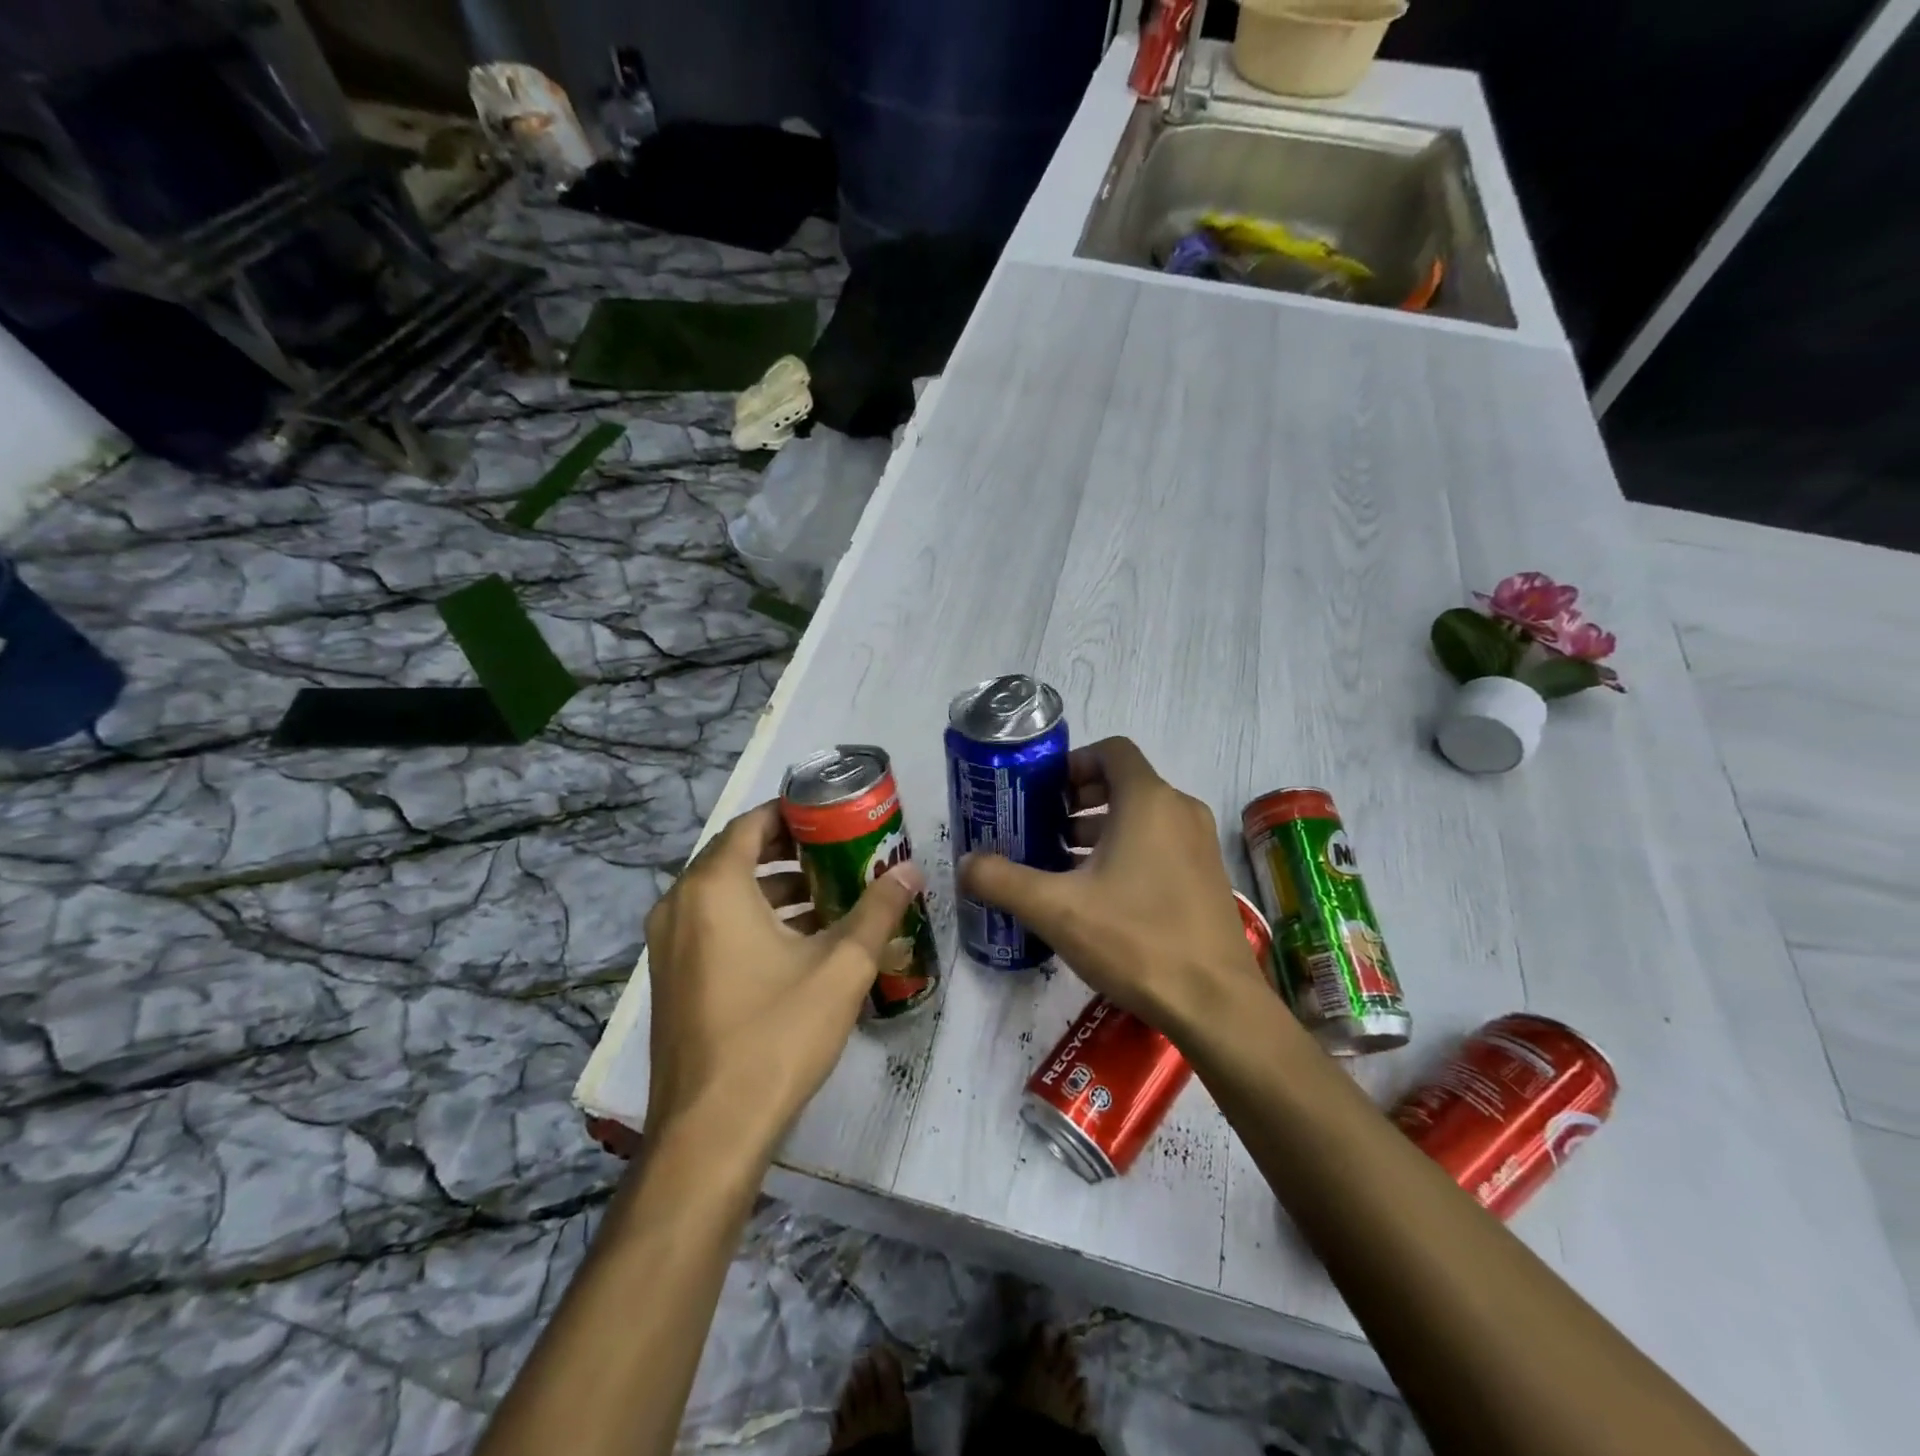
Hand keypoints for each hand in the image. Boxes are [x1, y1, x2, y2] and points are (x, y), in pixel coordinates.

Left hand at [644, 801, 925, 1154]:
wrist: (711, 1132)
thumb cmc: (777, 1034)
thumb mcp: (841, 967)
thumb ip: (878, 911)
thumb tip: (912, 871)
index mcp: (713, 889)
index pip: (751, 824)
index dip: (793, 812)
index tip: (834, 814)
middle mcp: (680, 906)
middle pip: (737, 856)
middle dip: (791, 851)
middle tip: (842, 851)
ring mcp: (669, 945)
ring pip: (725, 894)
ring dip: (775, 889)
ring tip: (831, 896)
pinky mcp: (671, 978)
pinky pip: (713, 926)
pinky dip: (753, 919)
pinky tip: (800, 943)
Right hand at [958, 737, 1266, 1037]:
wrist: (1216, 1004)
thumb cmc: (1135, 939)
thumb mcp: (1055, 909)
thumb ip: (1002, 880)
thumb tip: (965, 864)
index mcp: (1149, 801)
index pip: (1112, 751)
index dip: (1074, 764)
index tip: (1044, 794)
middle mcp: (1180, 811)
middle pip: (1124, 784)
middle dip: (1079, 801)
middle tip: (1044, 830)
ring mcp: (1200, 845)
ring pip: (1142, 817)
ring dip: (1101, 830)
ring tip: (1062, 865)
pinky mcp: (1208, 877)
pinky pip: (1161, 844)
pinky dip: (1128, 852)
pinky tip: (1099, 896)